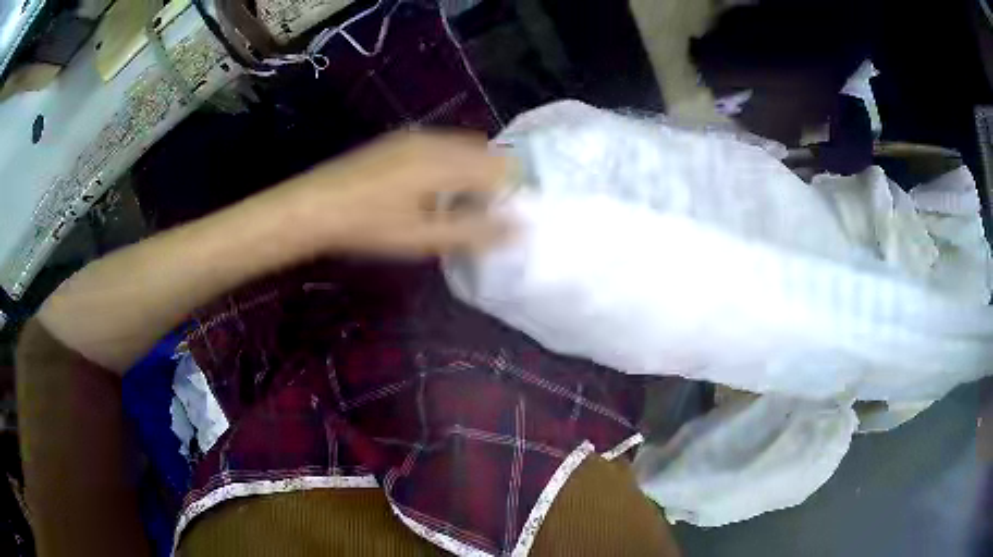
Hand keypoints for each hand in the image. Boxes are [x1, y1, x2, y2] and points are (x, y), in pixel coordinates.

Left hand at [277, 130, 512, 257]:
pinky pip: (441, 147)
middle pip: (484, 152)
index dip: (510, 191)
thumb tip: (518, 229)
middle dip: (492, 180)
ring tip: (457, 206)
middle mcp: (436, 140)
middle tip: (481, 213)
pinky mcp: (399, 141)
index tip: (503, 217)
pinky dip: (451, 165)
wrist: (314, 205)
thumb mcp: (423, 237)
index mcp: (446, 161)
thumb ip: (474, 232)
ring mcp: (415, 137)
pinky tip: (431, 191)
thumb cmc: (369, 225)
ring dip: (471, 172)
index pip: (501, 166)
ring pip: (462, 148)